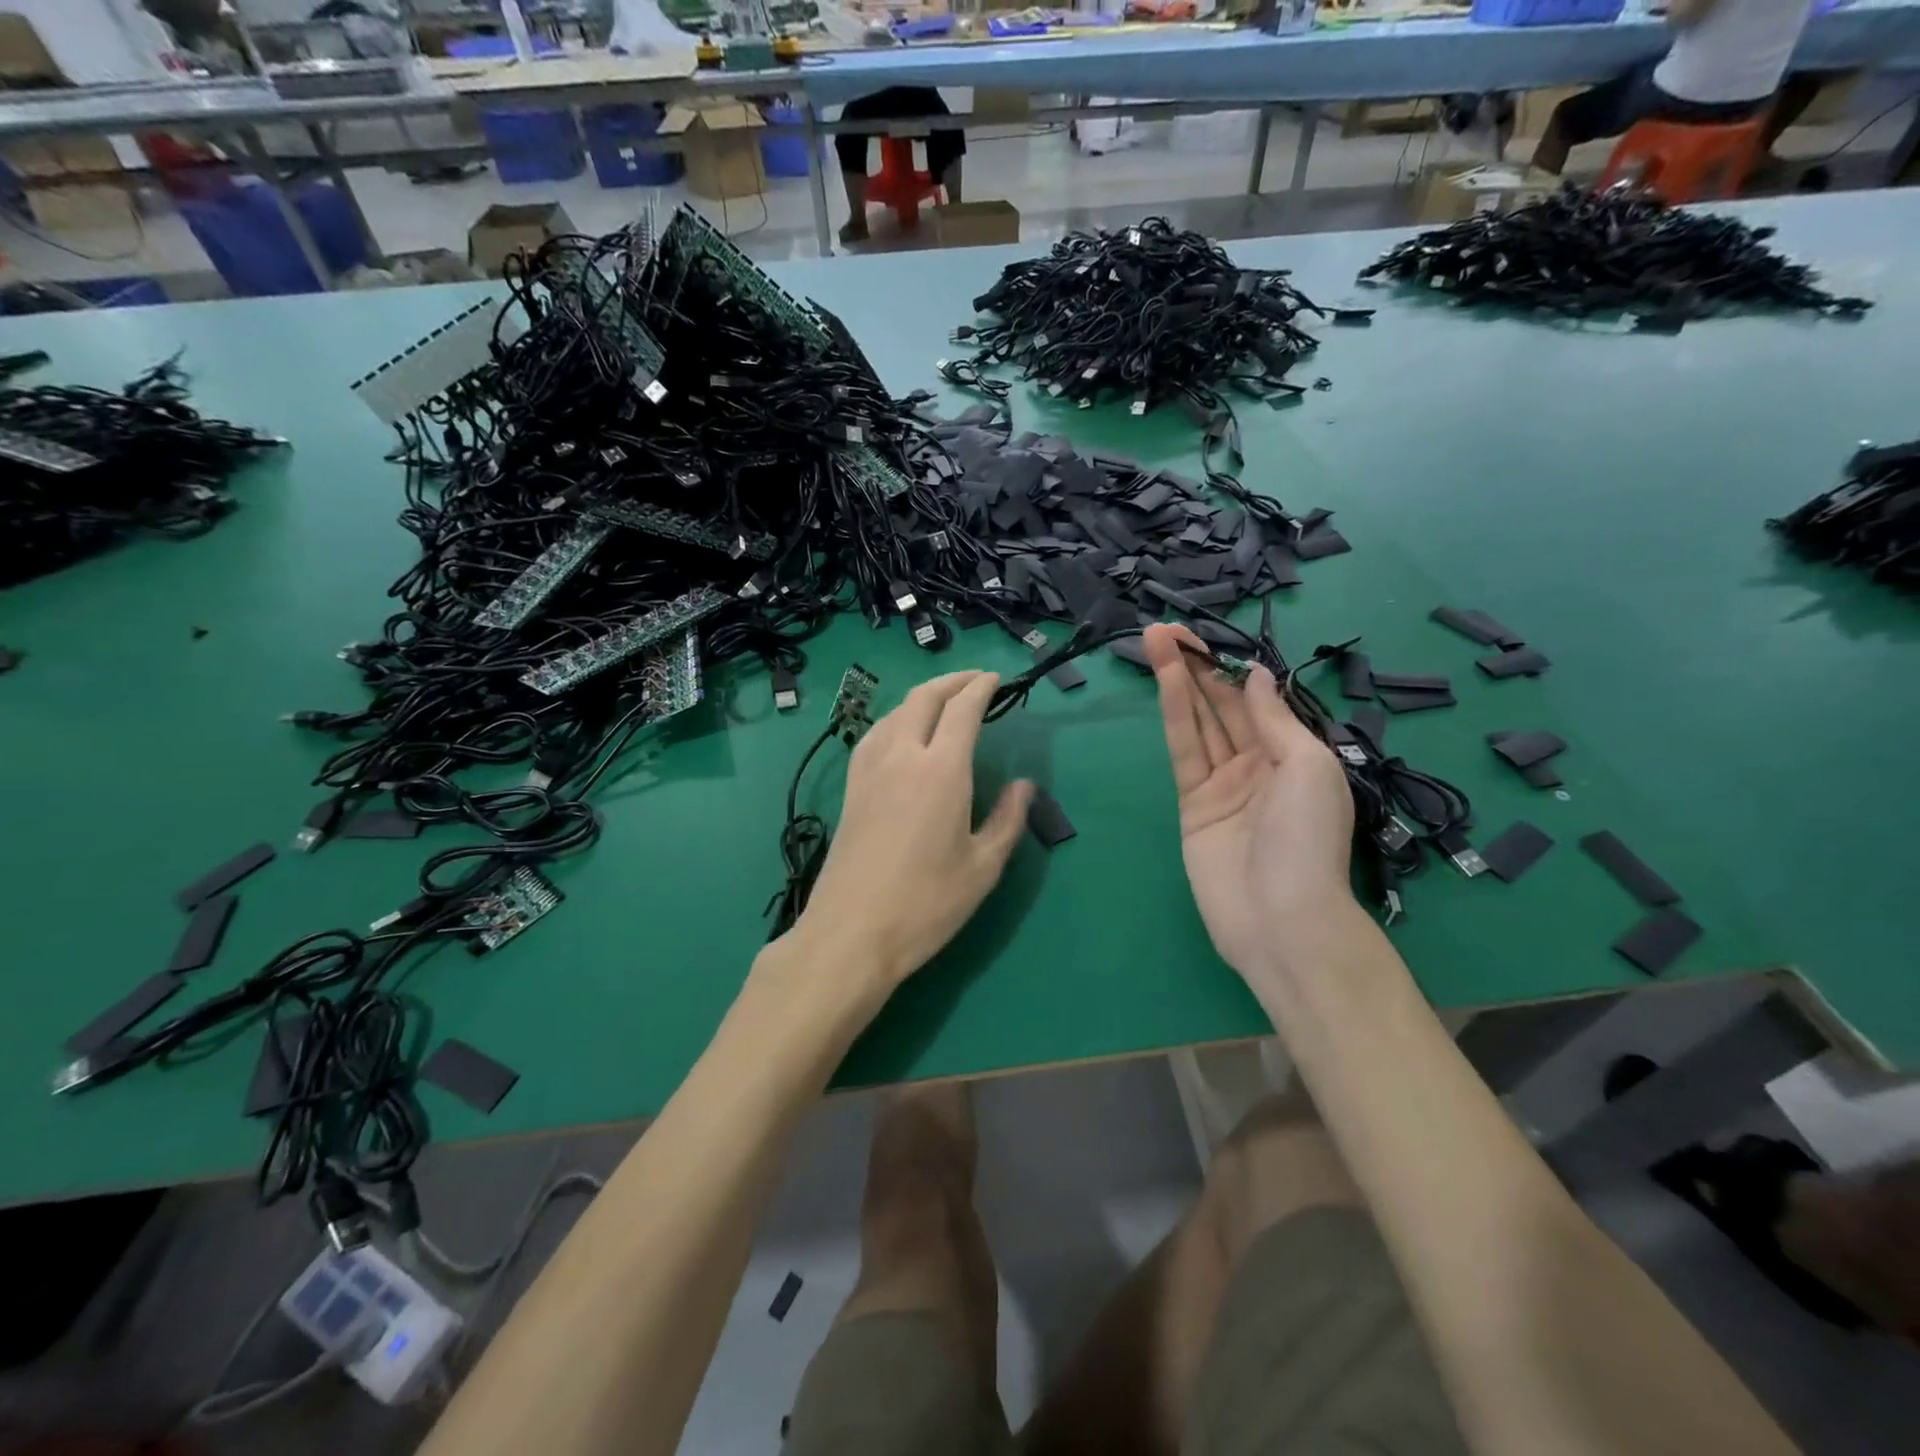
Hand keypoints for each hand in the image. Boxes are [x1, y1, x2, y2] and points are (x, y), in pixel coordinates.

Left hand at [791, 670, 1032, 1003]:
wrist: (851, 933)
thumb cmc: (926, 904)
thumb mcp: (983, 868)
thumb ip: (1008, 820)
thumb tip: (1024, 785)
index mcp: (941, 770)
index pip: (962, 709)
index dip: (981, 688)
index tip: (996, 680)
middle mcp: (902, 756)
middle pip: (924, 698)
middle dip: (952, 681)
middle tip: (976, 681)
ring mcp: (869, 770)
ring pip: (896, 712)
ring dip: (923, 696)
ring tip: (944, 702)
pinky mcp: (851, 788)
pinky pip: (874, 734)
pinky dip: (896, 718)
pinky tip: (902, 733)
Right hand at [1142, 624, 1355, 978]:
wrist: (1281, 918)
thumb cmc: (1308, 839)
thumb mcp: (1307, 766)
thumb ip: (1274, 719)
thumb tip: (1255, 675)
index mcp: (1294, 755)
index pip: (1256, 700)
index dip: (1231, 666)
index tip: (1205, 635)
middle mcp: (1257, 764)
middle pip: (1222, 706)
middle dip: (1198, 666)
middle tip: (1166, 629)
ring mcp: (1222, 785)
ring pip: (1199, 722)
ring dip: (1179, 681)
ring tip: (1157, 641)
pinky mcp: (1193, 805)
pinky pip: (1184, 752)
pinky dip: (1175, 716)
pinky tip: (1167, 683)